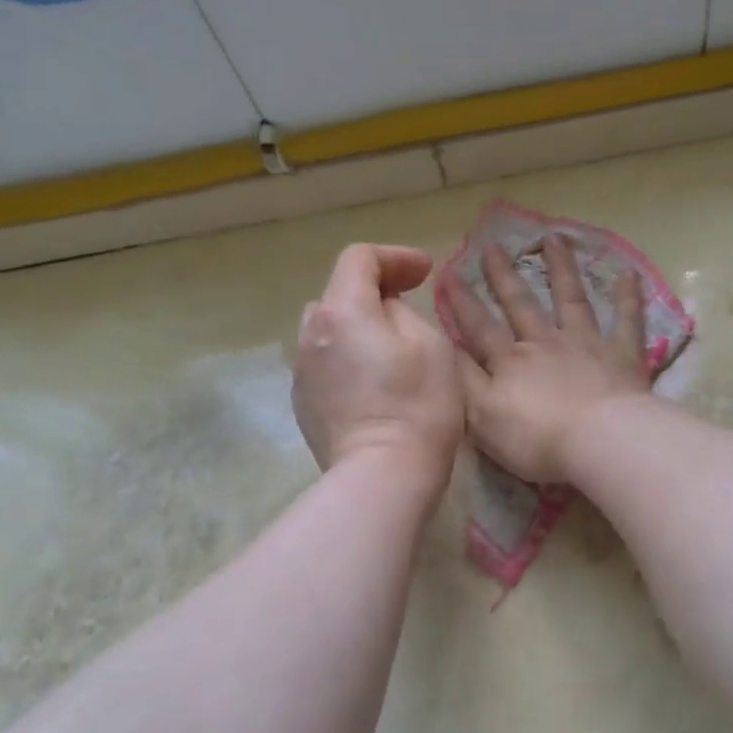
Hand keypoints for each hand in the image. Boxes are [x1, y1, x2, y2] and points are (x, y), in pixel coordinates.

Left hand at [294, 244, 463, 485]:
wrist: (382, 475)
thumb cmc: (418, 406)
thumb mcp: (431, 344)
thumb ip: (403, 313)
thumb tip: (384, 312)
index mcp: (342, 311)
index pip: (359, 259)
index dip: (395, 257)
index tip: (425, 272)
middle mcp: (310, 335)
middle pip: (338, 294)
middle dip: (373, 291)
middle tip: (408, 305)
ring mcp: (301, 372)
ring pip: (328, 331)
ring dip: (356, 326)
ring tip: (388, 345)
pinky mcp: (303, 404)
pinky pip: (324, 364)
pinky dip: (346, 358)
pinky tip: (371, 382)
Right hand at [444, 233, 650, 483]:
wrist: (599, 441)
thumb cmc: (536, 438)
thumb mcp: (482, 416)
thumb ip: (463, 381)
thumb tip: (443, 348)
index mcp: (510, 361)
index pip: (479, 326)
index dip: (461, 301)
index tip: (448, 271)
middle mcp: (545, 342)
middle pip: (521, 303)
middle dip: (504, 275)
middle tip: (493, 245)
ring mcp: (586, 343)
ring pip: (570, 298)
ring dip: (561, 268)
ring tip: (553, 238)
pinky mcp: (622, 355)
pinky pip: (627, 320)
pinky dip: (628, 297)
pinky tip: (629, 273)